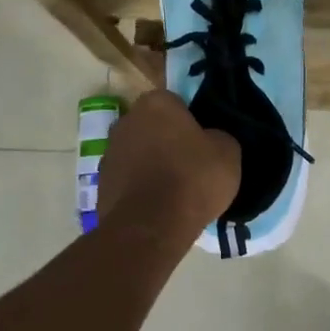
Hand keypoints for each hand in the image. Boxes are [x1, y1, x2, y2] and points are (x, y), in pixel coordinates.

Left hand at [97, 89, 239, 238]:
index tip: (204, 144)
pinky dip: (141, 189)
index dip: (192, 122)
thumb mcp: (228, 152)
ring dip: (152, 165)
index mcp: (156, 103)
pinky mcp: (101, 184)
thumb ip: (218, 136)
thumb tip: (210, 140)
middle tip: (191, 165)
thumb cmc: (192, 178)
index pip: (177, 103)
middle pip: (154, 127)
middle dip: (168, 141)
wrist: (151, 226)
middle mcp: (126, 120)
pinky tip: (158, 207)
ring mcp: (109, 152)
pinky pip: (129, 180)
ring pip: (139, 153)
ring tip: (175, 191)